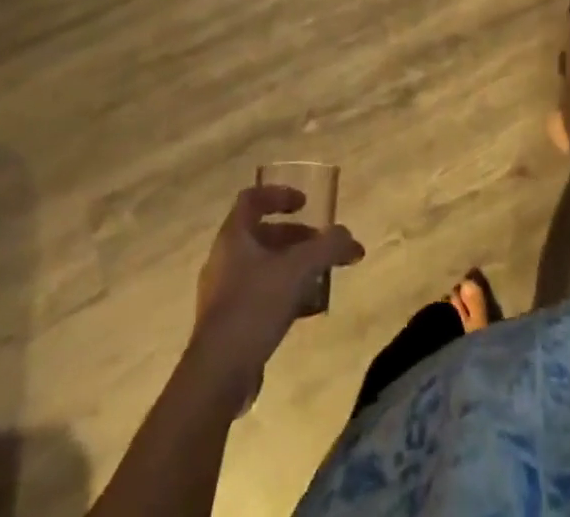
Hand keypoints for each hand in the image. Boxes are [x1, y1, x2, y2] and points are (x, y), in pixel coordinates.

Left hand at [188, 185, 364, 402]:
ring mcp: (222, 293)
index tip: (305, 204)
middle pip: (261, 234)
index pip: (252, 198)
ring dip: (290, 266)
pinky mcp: (226, 324)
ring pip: (260, 266)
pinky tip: (303, 311)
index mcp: (234, 236)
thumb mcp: (299, 269)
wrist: (218, 374)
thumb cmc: (255, 305)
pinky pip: (257, 296)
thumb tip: (351, 240)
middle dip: (294, 236)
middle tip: (320, 246)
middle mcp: (223, 258)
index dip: (279, 194)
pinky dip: (281, 294)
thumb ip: (328, 248)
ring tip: (317, 278)